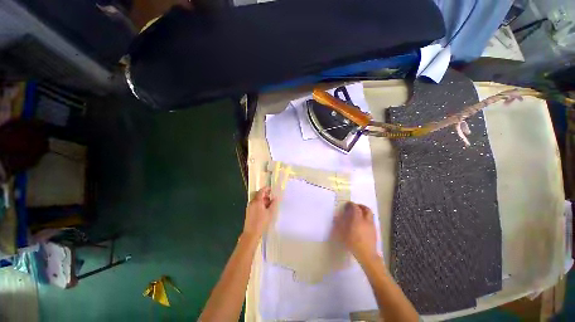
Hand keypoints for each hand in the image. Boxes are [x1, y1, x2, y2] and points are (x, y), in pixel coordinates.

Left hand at [243, 187, 277, 239]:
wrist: (251, 233)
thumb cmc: (261, 222)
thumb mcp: (270, 212)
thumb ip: (273, 204)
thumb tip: (275, 197)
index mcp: (257, 201)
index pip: (261, 191)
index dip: (266, 189)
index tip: (272, 189)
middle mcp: (252, 202)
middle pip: (258, 195)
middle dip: (265, 195)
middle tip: (272, 198)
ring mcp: (249, 207)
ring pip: (257, 200)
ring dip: (263, 200)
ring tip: (269, 205)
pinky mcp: (249, 212)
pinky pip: (255, 204)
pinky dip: (260, 204)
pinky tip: (265, 210)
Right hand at [333, 202, 378, 263]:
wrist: (367, 255)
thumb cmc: (353, 243)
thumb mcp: (343, 234)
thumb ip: (339, 224)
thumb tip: (336, 218)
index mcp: (358, 220)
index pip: (356, 208)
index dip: (351, 204)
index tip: (347, 204)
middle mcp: (366, 220)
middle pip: (366, 209)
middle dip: (361, 206)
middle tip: (355, 207)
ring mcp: (371, 225)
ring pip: (370, 214)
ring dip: (365, 211)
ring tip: (359, 214)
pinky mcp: (374, 231)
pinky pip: (371, 220)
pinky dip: (367, 218)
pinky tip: (362, 223)